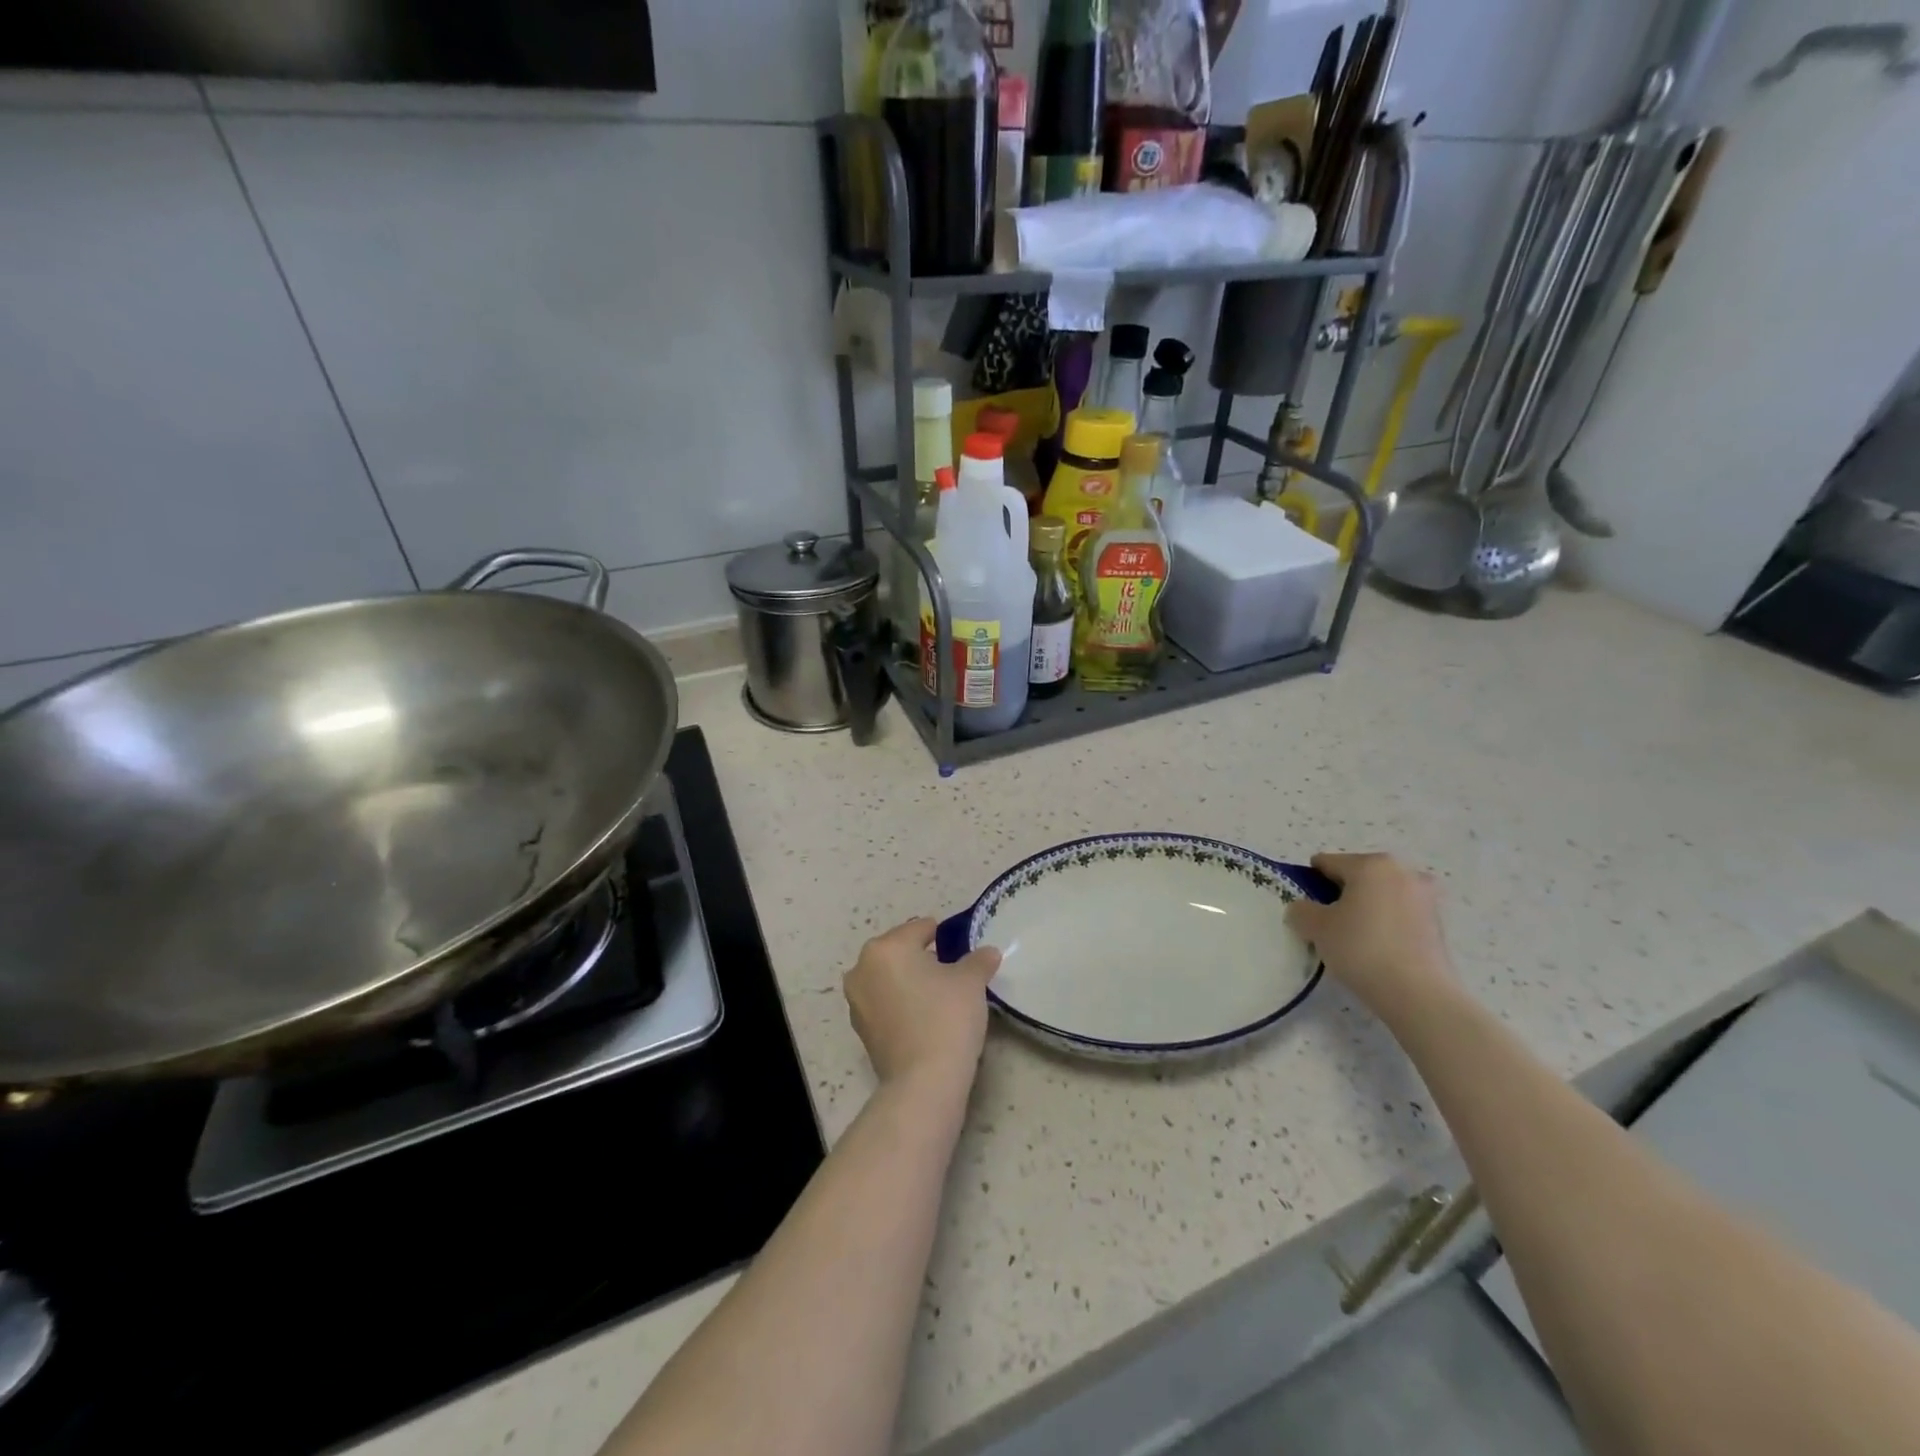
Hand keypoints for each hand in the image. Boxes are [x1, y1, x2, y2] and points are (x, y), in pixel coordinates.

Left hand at [844, 918, 1001, 1092]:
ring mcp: (857, 1002)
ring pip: (889, 978)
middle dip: (922, 957)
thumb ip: (979, 960)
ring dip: (910, 981)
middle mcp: (863, 969)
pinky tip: (925, 1017)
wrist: (924, 1081)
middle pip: (899, 952)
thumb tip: (988, 952)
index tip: (959, 945)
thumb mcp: (971, 982)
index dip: (941, 934)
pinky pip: (885, 1004)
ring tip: (939, 995)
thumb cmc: (946, 1017)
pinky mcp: (861, 1030)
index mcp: (886, 948)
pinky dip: (902, 1004)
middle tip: (951, 970)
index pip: (919, 928)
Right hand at [1285, 853, 1453, 1021]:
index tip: (1303, 905)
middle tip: (1327, 923)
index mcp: (1371, 864)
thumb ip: (1301, 910)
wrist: (1418, 993)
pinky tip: (1375, 949)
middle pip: (1358, 877)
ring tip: (1352, 939)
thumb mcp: (1316, 927)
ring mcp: (1425, 898)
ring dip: (1365, 909)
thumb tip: (1303, 909)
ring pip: (1380, 896)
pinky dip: (1384, 925)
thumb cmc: (1361, 948)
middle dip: (1340, 895)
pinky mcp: (1438, 924)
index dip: (1310, 881)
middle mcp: (1402, 872)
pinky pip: (1399, 916)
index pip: (1328, 863)